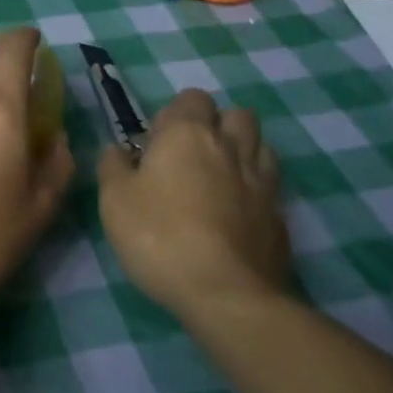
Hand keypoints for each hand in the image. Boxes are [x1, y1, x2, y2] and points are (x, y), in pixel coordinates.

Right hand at [97, 89, 286, 320]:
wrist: (225, 294)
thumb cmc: (159, 237)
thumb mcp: (114, 200)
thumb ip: (113, 166)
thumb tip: (118, 150)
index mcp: (187, 134)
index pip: (191, 98)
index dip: (174, 115)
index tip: (156, 144)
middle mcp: (230, 147)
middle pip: (235, 114)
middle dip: (216, 124)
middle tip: (190, 156)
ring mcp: (262, 181)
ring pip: (260, 145)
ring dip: (242, 150)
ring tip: (219, 177)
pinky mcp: (280, 216)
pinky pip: (270, 187)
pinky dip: (255, 190)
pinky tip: (237, 213)